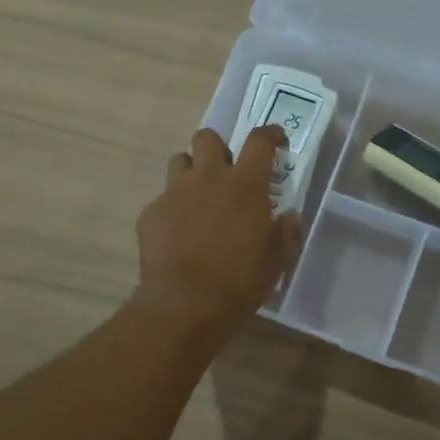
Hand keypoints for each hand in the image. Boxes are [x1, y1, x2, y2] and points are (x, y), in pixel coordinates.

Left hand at [132, 126, 303, 340]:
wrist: (185, 304)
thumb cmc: (240, 282)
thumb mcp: (277, 261)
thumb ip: (286, 233)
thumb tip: (289, 216)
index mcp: (244, 185)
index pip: (259, 141)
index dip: (270, 134)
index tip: (276, 139)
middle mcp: (207, 178)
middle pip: (207, 138)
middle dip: (217, 148)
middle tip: (226, 172)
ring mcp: (174, 193)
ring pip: (178, 161)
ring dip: (190, 171)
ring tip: (198, 198)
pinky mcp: (151, 213)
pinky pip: (162, 199)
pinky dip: (172, 209)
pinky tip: (177, 233)